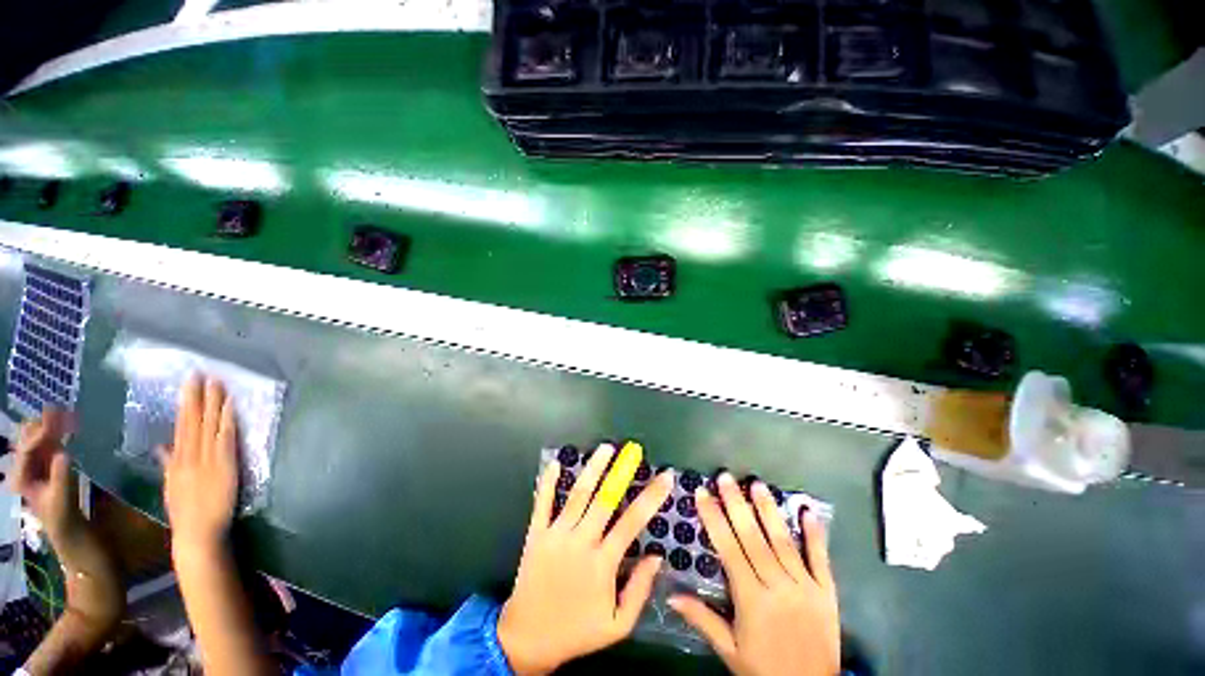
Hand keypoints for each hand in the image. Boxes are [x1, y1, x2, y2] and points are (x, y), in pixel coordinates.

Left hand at [8, 408, 79, 538]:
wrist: (67, 528)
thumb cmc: (62, 517)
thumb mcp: (61, 500)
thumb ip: (61, 477)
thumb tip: (64, 453)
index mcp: (21, 477)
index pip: (27, 449)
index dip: (39, 436)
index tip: (55, 423)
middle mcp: (25, 467)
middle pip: (28, 439)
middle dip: (42, 425)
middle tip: (60, 412)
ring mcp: (37, 465)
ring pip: (39, 437)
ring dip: (51, 425)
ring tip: (66, 414)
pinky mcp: (49, 463)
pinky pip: (50, 443)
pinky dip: (58, 431)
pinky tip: (68, 425)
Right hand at [162, 375, 238, 559]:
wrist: (196, 532)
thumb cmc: (186, 511)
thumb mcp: (172, 485)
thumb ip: (168, 464)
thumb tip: (161, 447)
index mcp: (177, 460)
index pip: (181, 425)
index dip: (186, 403)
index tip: (190, 384)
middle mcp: (189, 455)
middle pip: (192, 421)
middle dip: (197, 396)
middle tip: (201, 373)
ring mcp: (206, 459)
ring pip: (208, 425)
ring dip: (213, 403)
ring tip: (217, 382)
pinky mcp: (224, 465)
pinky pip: (225, 439)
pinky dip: (227, 421)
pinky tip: (230, 406)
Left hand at [498, 443, 674, 674]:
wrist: (528, 639)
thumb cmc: (577, 631)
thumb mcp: (617, 625)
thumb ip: (639, 590)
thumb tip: (657, 556)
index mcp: (603, 563)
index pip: (632, 522)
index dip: (651, 497)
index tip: (665, 477)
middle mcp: (580, 542)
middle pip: (604, 499)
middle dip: (620, 472)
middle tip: (632, 451)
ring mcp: (556, 535)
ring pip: (577, 495)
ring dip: (592, 469)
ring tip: (605, 448)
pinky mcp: (536, 535)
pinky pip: (542, 503)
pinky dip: (547, 483)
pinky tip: (554, 463)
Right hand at [669, 473, 839, 675]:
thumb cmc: (764, 668)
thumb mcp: (729, 650)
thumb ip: (702, 619)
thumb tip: (670, 595)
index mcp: (751, 598)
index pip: (729, 549)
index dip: (714, 519)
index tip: (702, 494)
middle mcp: (777, 585)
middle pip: (753, 538)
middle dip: (737, 504)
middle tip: (725, 477)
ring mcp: (804, 586)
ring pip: (783, 541)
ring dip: (769, 510)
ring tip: (757, 484)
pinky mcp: (826, 591)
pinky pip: (820, 558)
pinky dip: (815, 534)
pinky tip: (808, 510)